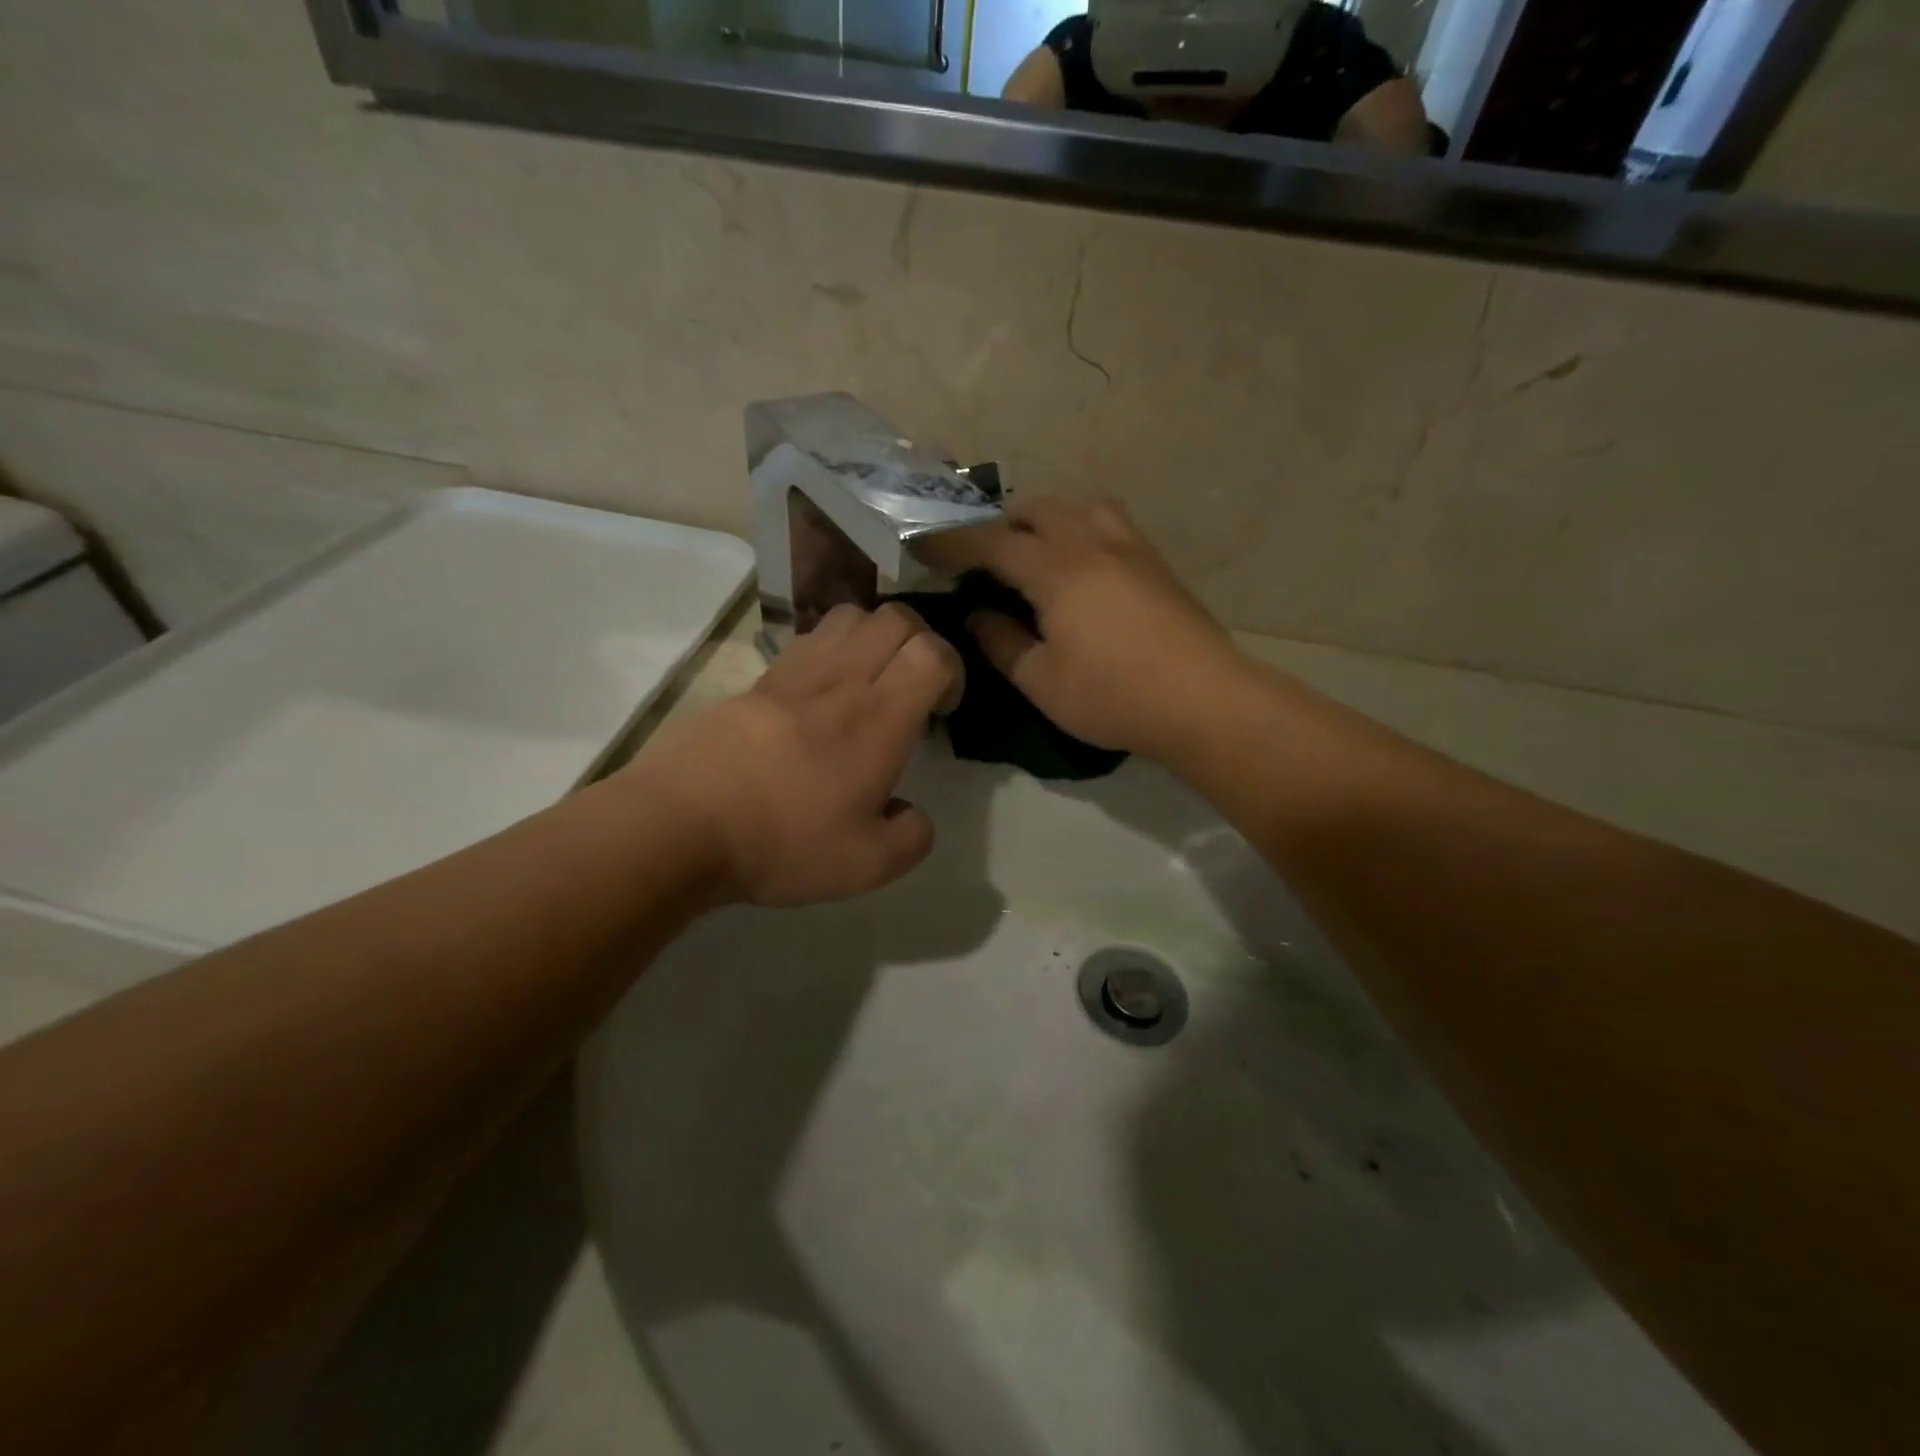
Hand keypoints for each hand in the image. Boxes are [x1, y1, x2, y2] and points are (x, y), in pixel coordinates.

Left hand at [624, 603, 960, 907]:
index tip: (942, 711)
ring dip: (876, 636)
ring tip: (870, 681)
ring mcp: (795, 673)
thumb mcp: (867, 865)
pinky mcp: (758, 679)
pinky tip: (821, 693)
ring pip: (851, 615)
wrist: (681, 824)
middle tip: (914, 687)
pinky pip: (809, 639)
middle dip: (921, 642)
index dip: (953, 670)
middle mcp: (843, 680)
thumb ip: (911, 837)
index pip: (933, 652)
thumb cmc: (783, 841)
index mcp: (879, 719)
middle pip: (897, 618)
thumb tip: (912, 815)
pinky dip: (832, 648)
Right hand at [920, 498, 1248, 757]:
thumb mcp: (1041, 681)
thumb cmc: (1112, 696)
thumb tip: (978, 615)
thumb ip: (1001, 643)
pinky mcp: (1156, 563)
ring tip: (1034, 550)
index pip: (991, 543)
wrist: (1203, 700)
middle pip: (1036, 510)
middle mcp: (1091, 543)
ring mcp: (1130, 548)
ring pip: (1078, 506)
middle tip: (980, 557)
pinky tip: (1082, 563)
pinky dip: (1080, 527)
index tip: (922, 545)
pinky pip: (1108, 522)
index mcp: (1056, 570)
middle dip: (999, 524)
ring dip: (1045, 518)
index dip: (952, 542)